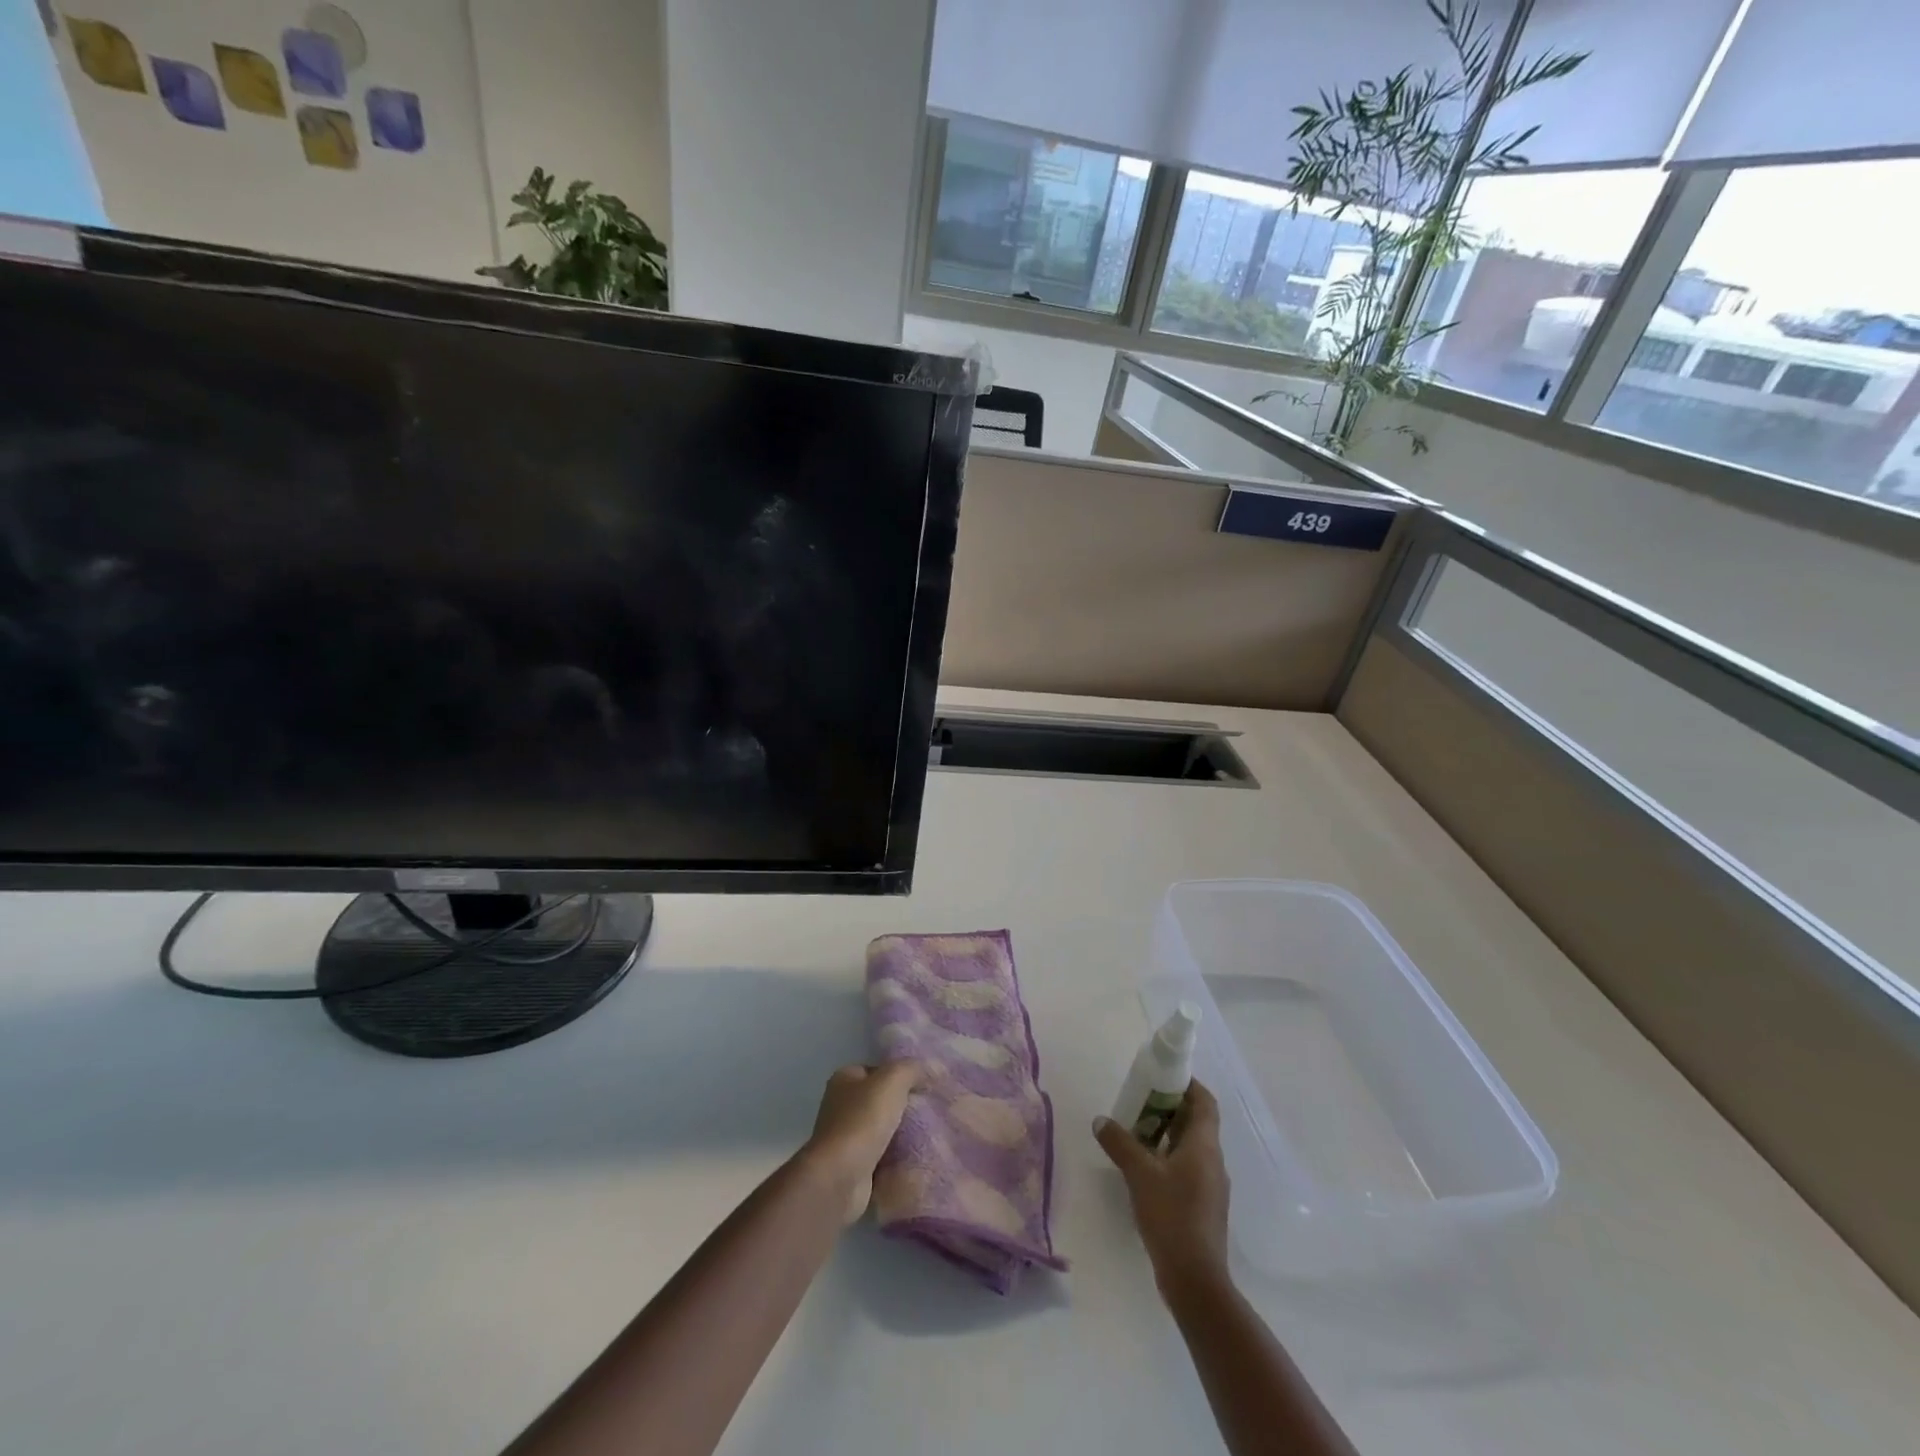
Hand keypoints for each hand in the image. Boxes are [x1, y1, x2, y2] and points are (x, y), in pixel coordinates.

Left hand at [800, 1061, 923, 1223]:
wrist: (840, 1178)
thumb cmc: (862, 1120)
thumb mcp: (892, 1081)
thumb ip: (912, 1069)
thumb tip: (931, 1068)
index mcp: (844, 1079)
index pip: (878, 1070)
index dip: (901, 1075)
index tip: (926, 1086)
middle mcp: (841, 1105)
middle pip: (880, 1100)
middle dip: (904, 1106)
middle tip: (931, 1110)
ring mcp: (845, 1138)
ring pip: (882, 1129)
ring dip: (902, 1134)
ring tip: (930, 1134)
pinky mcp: (852, 1166)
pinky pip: (881, 1156)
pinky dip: (896, 1158)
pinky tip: (916, 1157)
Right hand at [1095, 1080, 1230, 1296]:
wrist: (1195, 1280)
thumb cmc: (1172, 1216)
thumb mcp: (1139, 1174)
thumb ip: (1119, 1143)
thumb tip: (1100, 1120)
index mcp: (1205, 1145)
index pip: (1204, 1101)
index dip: (1187, 1084)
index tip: (1162, 1076)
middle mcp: (1213, 1160)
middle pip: (1196, 1122)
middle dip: (1170, 1108)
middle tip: (1140, 1101)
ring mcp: (1211, 1186)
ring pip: (1191, 1147)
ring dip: (1167, 1134)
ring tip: (1136, 1132)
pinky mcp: (1203, 1207)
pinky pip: (1187, 1169)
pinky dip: (1168, 1158)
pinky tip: (1144, 1168)